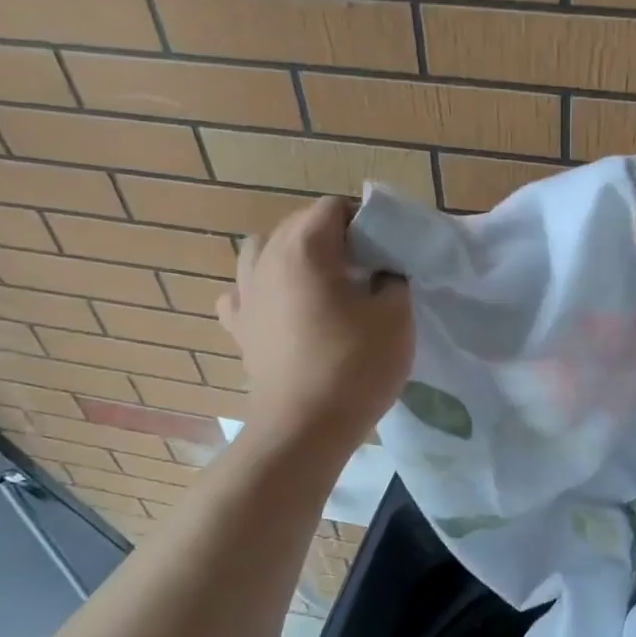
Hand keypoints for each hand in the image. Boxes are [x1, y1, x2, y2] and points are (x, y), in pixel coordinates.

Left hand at [217, 197, 411, 452]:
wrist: (304, 429)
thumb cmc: (354, 367)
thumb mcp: (396, 317)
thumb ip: (395, 279)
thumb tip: (383, 272)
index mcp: (305, 248)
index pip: (333, 208)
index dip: (365, 221)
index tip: (387, 251)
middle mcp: (266, 260)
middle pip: (299, 224)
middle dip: (334, 237)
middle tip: (366, 269)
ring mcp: (245, 294)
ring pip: (264, 251)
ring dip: (295, 257)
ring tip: (322, 284)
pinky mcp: (239, 327)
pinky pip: (244, 292)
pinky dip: (263, 290)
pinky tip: (282, 308)